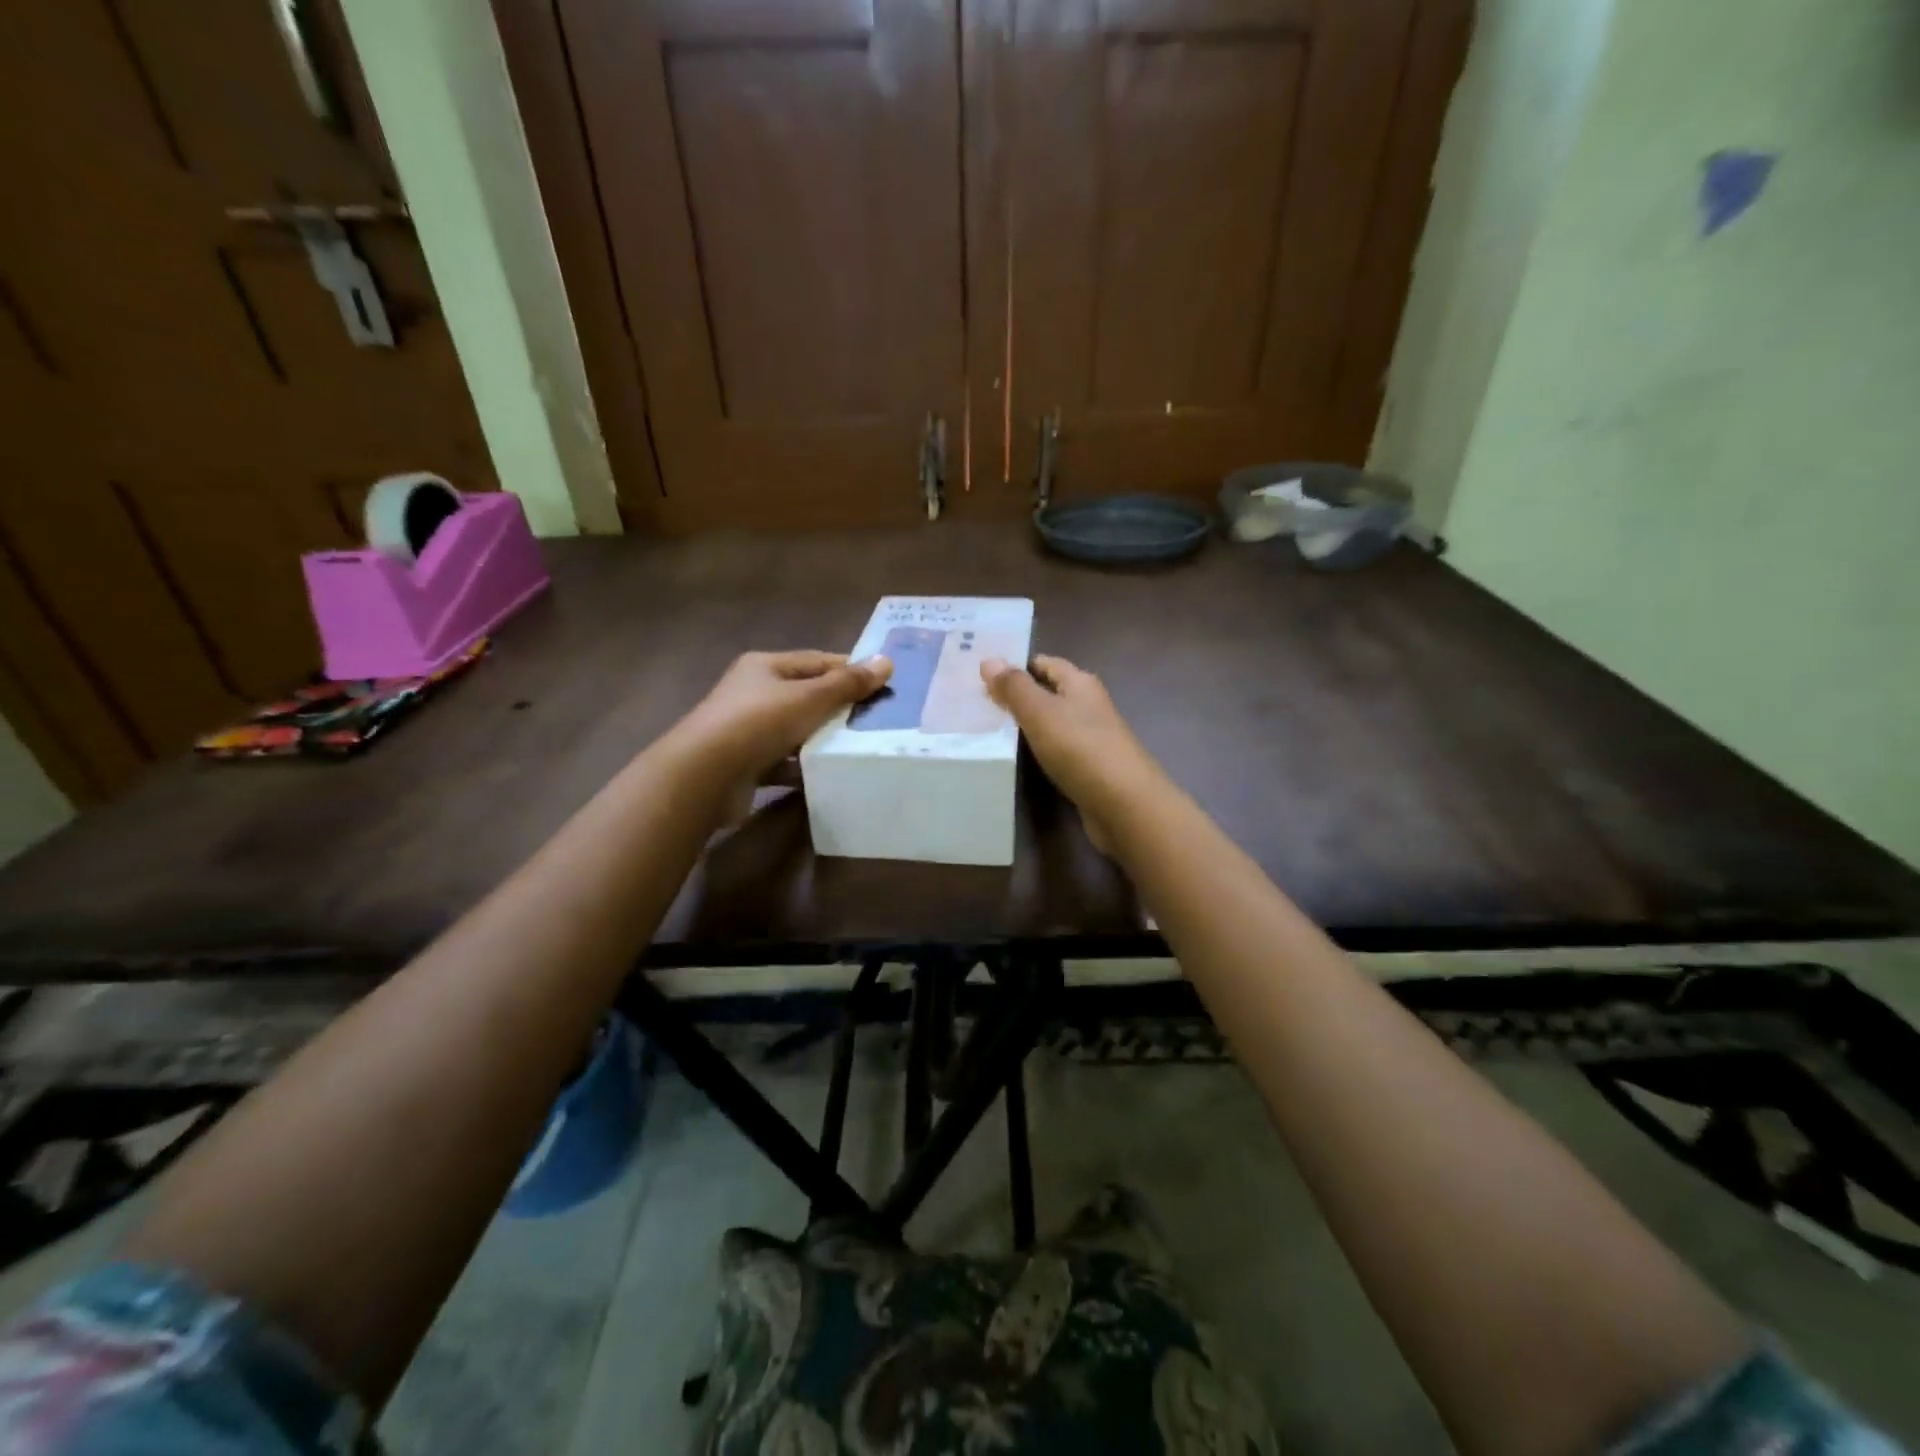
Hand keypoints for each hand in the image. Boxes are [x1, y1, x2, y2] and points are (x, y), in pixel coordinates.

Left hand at [676, 650, 891, 786]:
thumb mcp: (810, 698)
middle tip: (879, 719)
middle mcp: (754, 693)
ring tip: (862, 747)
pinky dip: (805, 766)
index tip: (884, 685)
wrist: (706, 776)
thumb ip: (848, 683)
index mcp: (765, 667)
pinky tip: (830, 773)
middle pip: (807, 695)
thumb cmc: (759, 723)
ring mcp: (748, 730)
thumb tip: (887, 661)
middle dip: (840, 708)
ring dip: (823, 738)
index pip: (817, 661)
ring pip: (797, 730)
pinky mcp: (747, 763)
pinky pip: (785, 761)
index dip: (850, 670)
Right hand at [979, 654, 1160, 852]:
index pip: (1045, 663)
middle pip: (1049, 692)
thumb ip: (1014, 687)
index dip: (1016, 666)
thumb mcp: (1040, 712)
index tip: (982, 676)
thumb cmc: (1080, 748)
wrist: (1124, 804)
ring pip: (1052, 723)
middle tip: (977, 704)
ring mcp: (1091, 737)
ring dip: (1026, 725)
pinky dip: (1037, 750)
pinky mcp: (1089, 767)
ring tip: (988, 730)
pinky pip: (1057, 749)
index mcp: (1080, 683)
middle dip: (1017, 696)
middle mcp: (1089, 705)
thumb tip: (989, 660)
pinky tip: (1017, 758)